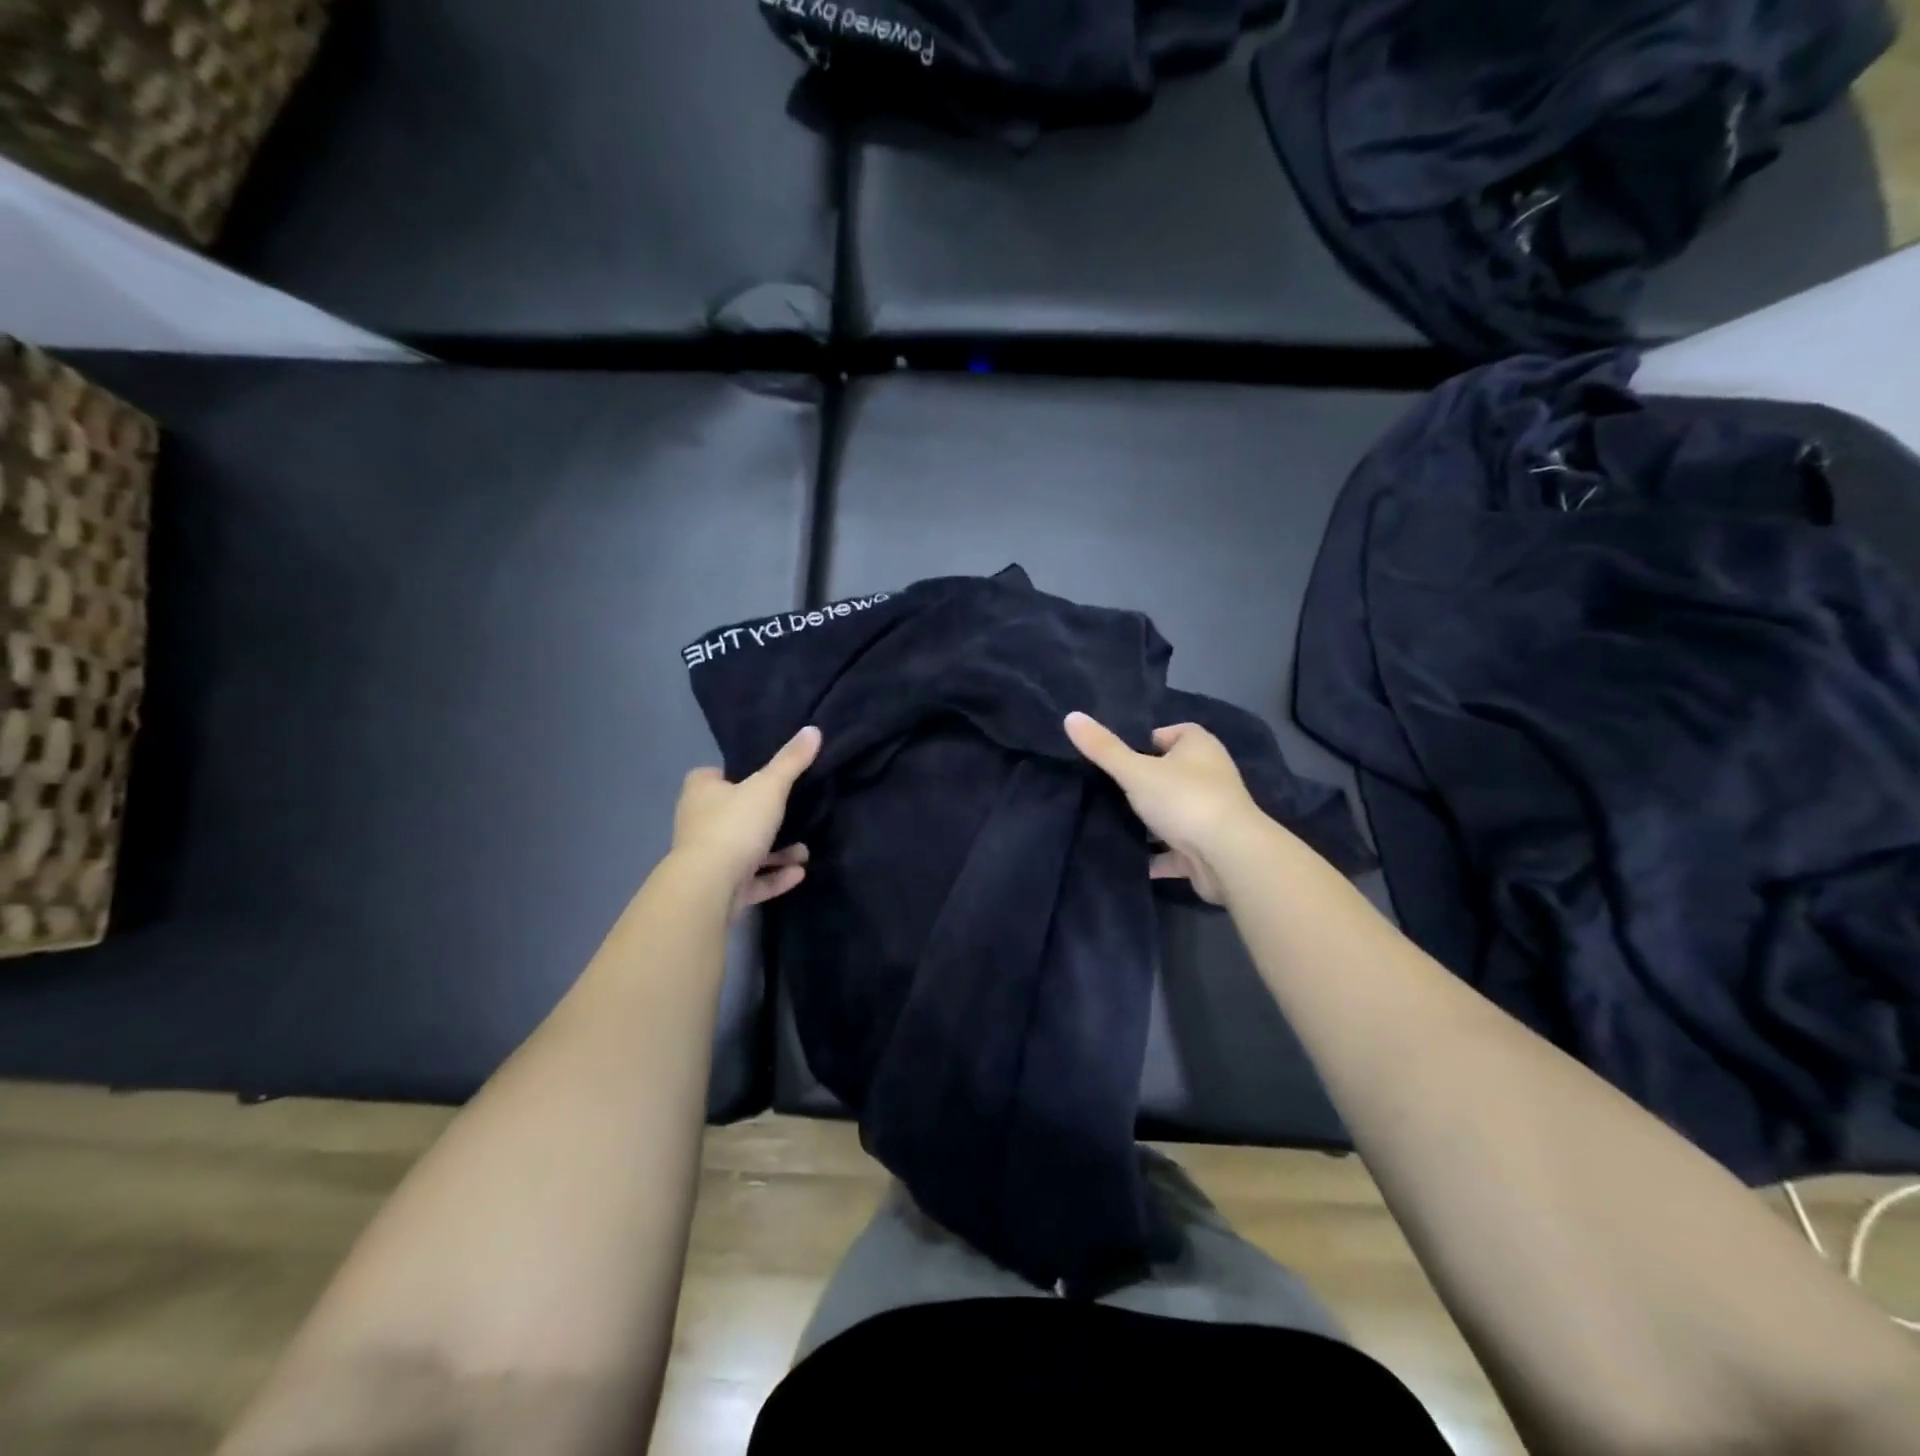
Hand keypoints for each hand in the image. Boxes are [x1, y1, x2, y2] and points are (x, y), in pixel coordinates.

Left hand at [672, 726, 821, 916]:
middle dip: (764, 818)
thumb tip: (813, 730)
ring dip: (776, 852)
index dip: (735, 775)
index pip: (712, 776)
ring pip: (745, 850)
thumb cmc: (735, 825)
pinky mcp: (718, 889)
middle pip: (732, 814)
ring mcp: (707, 859)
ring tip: (805, 852)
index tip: (764, 778)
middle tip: (793, 814)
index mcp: (701, 791)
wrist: (709, 886)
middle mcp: (698, 822)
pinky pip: (750, 880)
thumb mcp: (769, 787)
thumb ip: (791, 761)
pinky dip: (774, 877)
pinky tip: (799, 873)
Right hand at [1064, 712, 1260, 904]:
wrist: (1229, 857)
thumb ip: (1103, 748)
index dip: (1146, 741)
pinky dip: (1156, 855)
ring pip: (1173, 812)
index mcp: (1199, 747)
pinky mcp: (1208, 848)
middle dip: (1143, 782)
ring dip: (1149, 820)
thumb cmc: (1184, 799)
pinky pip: (1175, 850)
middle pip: (1171, 773)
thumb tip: (1070, 716)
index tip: (1117, 756)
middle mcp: (1210, 775)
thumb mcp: (1135, 770)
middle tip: (1107, 789)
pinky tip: (1129, 858)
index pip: (1172, 733)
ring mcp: (1211, 813)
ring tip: (1110, 821)